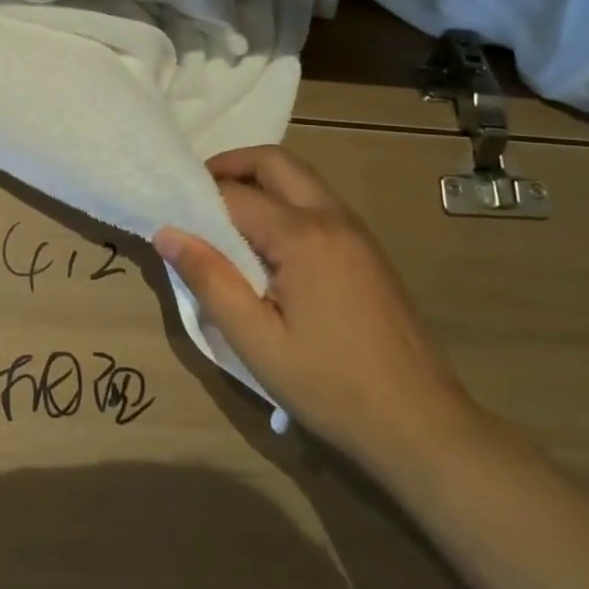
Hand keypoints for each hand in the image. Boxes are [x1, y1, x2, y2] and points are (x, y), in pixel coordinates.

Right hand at [155, 146, 479, 470]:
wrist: (422, 425)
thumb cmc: (331, 386)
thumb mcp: (256, 341)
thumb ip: (209, 280)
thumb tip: (167, 233)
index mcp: (303, 237)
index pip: (235, 194)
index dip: (197, 199)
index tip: (168, 214)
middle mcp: (333, 219)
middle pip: (275, 163)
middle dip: (230, 166)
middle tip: (195, 197)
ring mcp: (357, 232)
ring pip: (300, 179)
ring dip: (258, 183)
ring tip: (223, 222)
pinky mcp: (368, 251)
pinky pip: (317, 204)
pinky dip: (283, 203)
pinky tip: (266, 246)